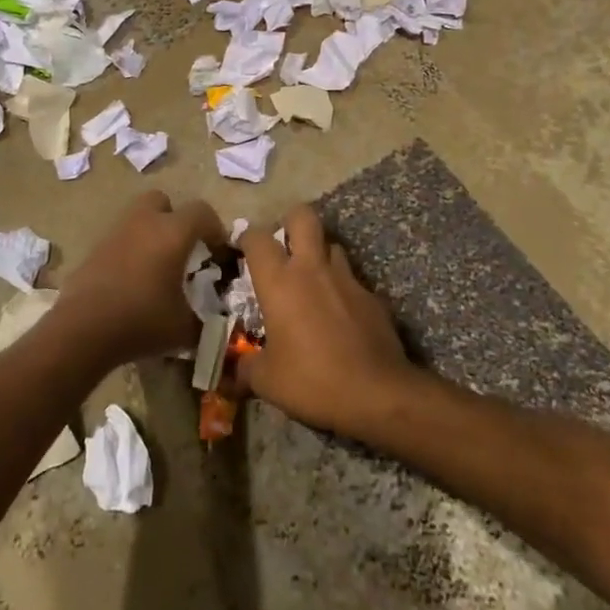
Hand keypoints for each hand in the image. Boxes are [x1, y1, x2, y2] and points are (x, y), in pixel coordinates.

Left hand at [54, 190, 227, 365]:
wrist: (83, 330)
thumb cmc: (141, 321)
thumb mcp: (183, 329)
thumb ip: (203, 321)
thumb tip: (211, 323)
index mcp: (172, 233)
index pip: (202, 212)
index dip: (215, 228)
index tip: (218, 252)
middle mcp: (144, 222)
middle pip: (162, 201)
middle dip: (175, 218)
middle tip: (182, 248)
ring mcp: (115, 233)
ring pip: (137, 217)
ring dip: (150, 233)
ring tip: (157, 266)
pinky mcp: (94, 249)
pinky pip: (120, 239)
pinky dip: (130, 250)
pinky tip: (132, 280)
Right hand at [234, 206, 415, 438]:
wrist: (377, 393)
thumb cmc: (312, 380)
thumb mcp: (267, 382)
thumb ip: (246, 369)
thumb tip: (232, 373)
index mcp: (279, 282)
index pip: (257, 238)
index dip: (247, 238)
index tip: (242, 249)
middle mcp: (312, 268)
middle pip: (302, 217)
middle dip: (290, 222)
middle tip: (283, 245)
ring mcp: (347, 278)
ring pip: (332, 245)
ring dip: (319, 255)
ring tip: (312, 280)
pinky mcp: (372, 296)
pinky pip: (352, 279)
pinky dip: (342, 289)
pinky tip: (340, 313)